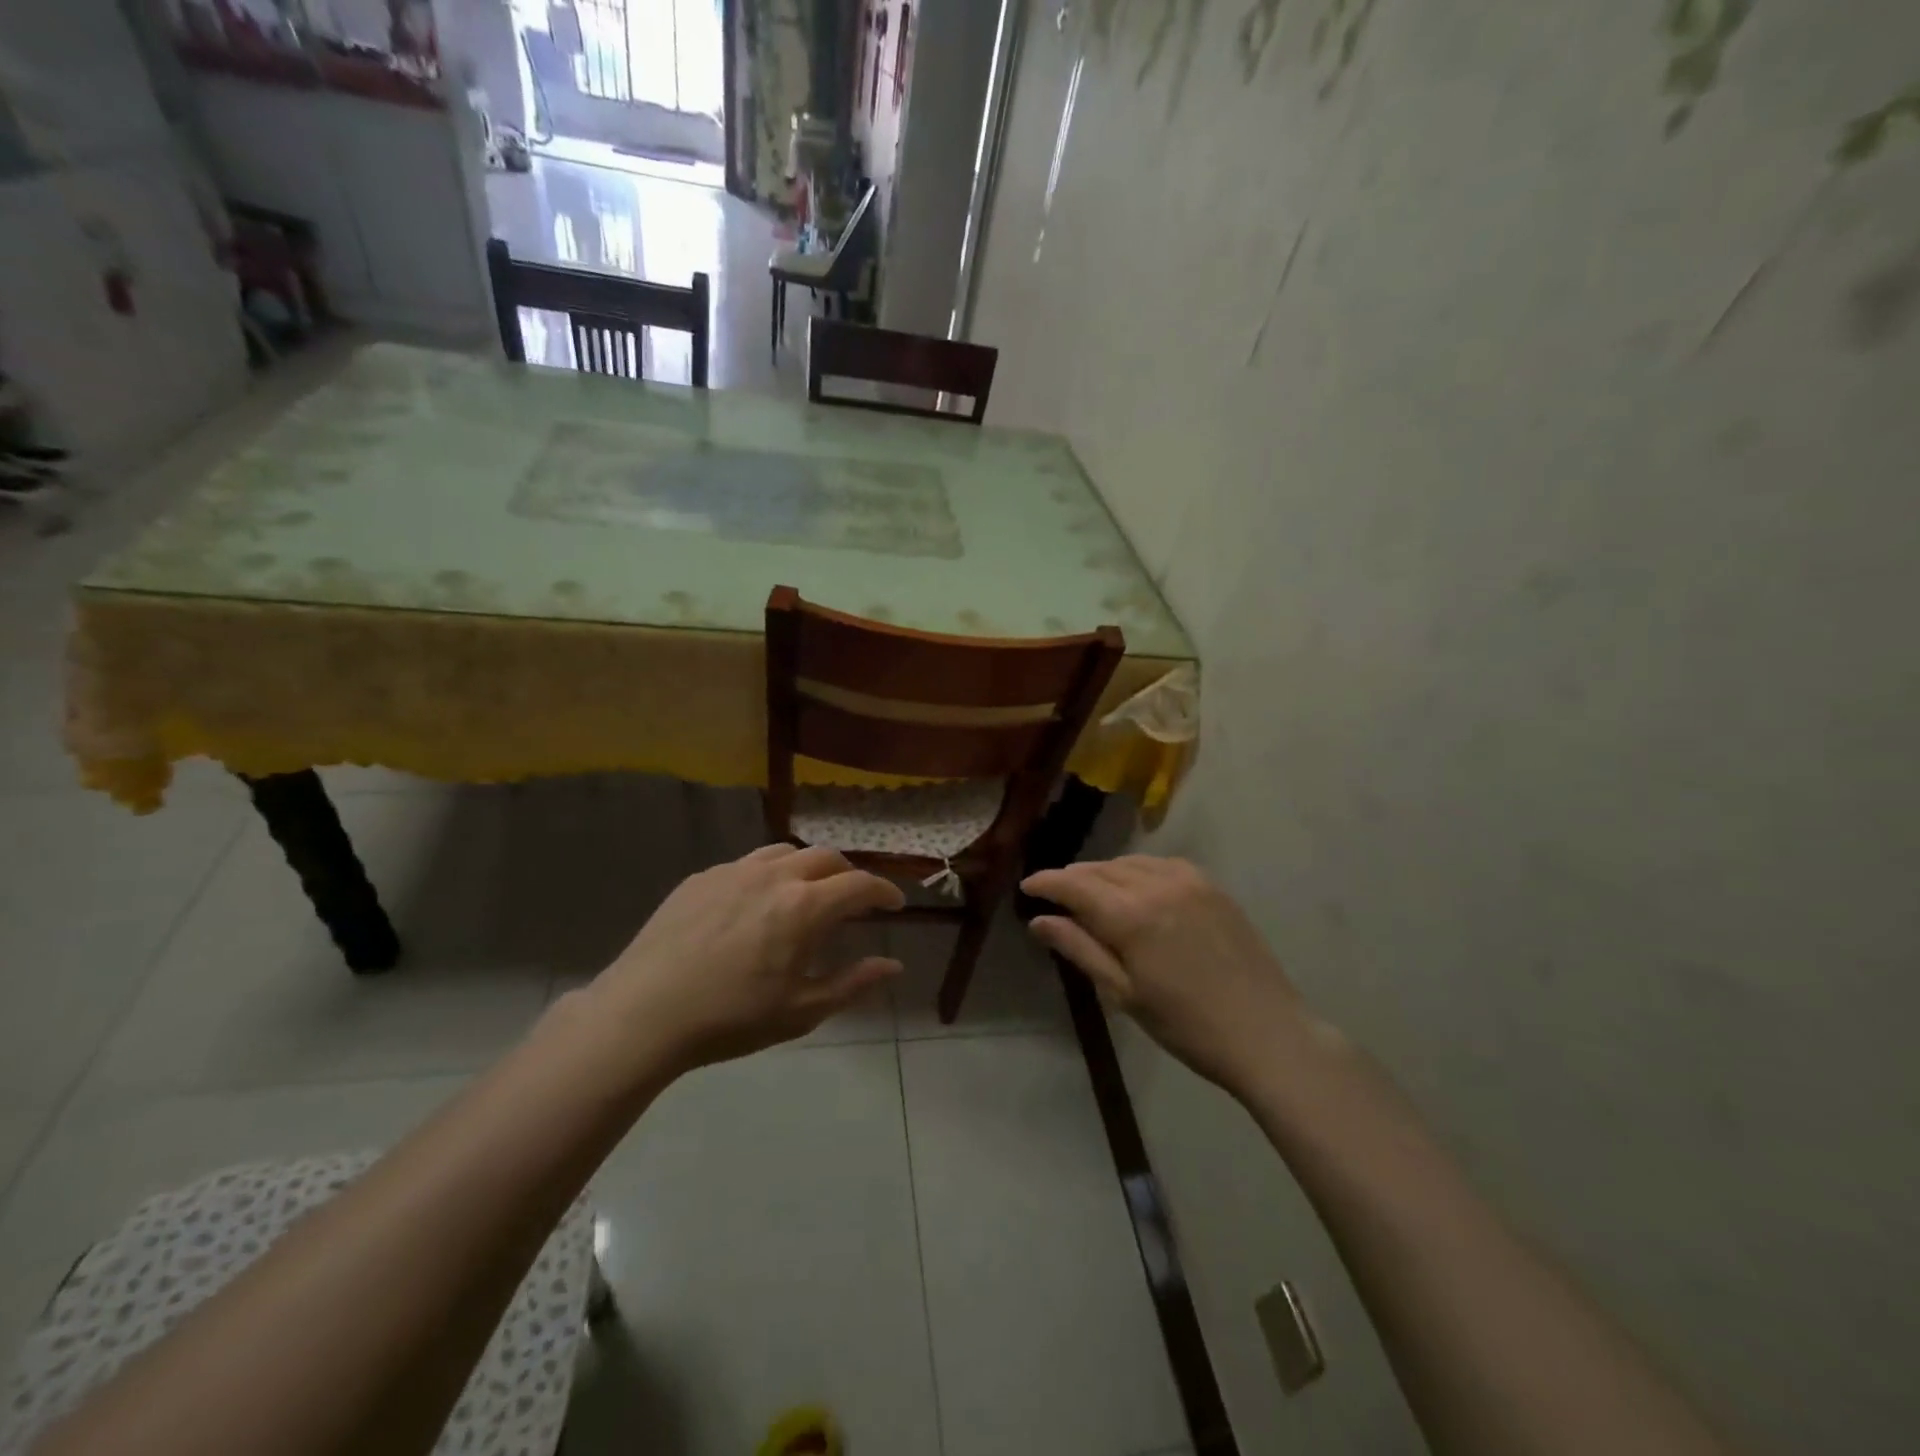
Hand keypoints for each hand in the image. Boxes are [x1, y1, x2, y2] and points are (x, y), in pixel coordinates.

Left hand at [588, 843, 903, 1073]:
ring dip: (808, 867)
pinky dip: (768, 874)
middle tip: (854, 899)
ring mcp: (734, 870)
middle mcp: (774, 875)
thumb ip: (854, 983)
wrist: (644, 1013)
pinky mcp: (701, 877)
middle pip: (825, 857)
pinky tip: (756, 902)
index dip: (884, 891)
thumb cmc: (731, 1018)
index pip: (860, 884)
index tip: (895, 903)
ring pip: (785, 852)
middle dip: (848, 874)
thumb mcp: (801, 1010)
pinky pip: (747, 863)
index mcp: (804, 906)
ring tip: (807, 892)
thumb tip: (894, 964)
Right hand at [1022, 856, 1309, 1094]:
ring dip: (1104, 873)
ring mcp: (1189, 881)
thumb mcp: (1123, 993)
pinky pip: (1162, 865)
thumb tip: (1039, 921)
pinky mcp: (1212, 886)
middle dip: (1073, 879)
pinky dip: (1138, 871)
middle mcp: (1157, 885)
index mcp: (1131, 915)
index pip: (1075, 884)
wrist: (1267, 1033)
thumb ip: (1079, 949)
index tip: (1026, 886)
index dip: (1046, 882)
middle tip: (1055, 896)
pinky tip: (1136, 889)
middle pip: (1100, 870)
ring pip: (1130, 863)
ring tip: (1092, 893)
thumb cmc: (1186, 1025)